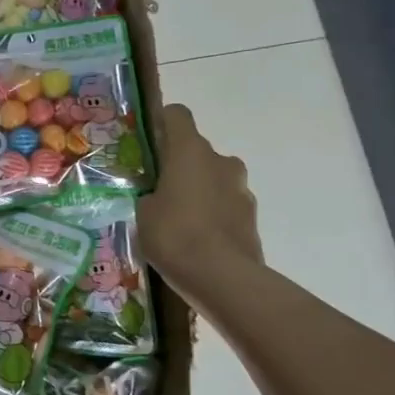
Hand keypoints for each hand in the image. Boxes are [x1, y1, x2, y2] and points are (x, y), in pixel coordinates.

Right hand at [137, 104, 262, 282]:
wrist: (223, 278)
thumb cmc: (174, 235)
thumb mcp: (143, 213)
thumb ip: (148, 195)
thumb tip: (155, 195)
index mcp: (190, 151)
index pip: (177, 115)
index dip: (162, 123)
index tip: (149, 143)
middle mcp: (220, 161)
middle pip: (197, 150)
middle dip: (180, 165)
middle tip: (159, 190)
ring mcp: (241, 188)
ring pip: (214, 178)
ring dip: (200, 190)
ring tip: (179, 220)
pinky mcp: (252, 216)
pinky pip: (226, 205)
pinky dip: (214, 214)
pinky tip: (198, 239)